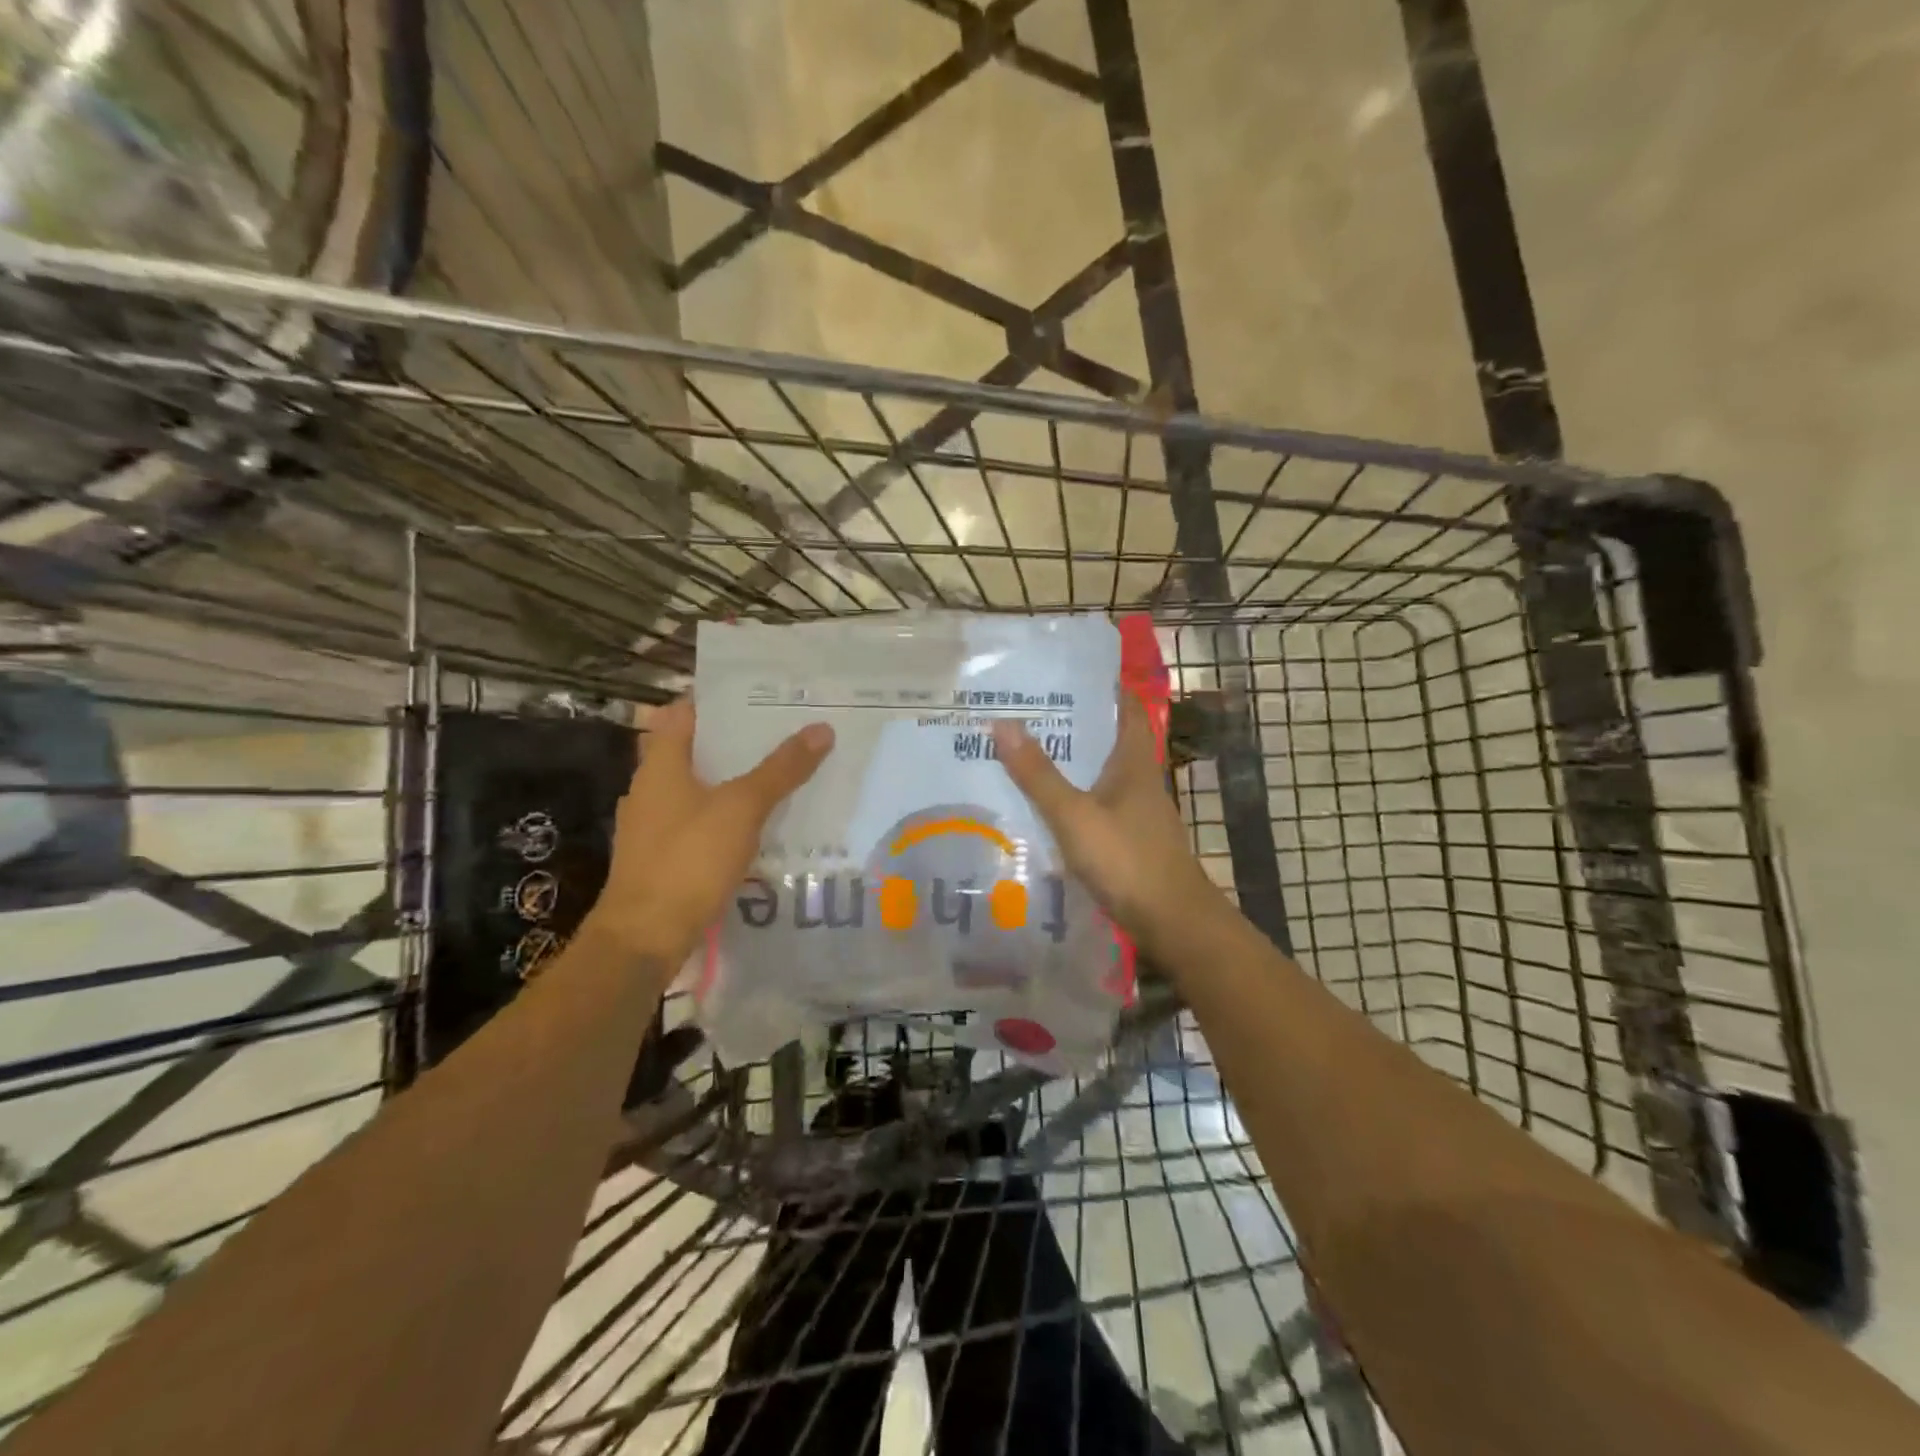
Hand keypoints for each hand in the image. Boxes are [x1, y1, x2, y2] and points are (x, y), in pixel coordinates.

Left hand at [586, 698, 833, 966]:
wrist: (645, 937)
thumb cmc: (688, 859)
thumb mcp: (742, 808)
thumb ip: (781, 769)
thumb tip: (821, 728)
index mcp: (660, 764)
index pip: (685, 712)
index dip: (720, 699)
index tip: (762, 694)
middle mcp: (651, 788)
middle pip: (697, 750)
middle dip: (738, 741)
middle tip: (786, 731)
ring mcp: (655, 825)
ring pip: (701, 788)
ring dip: (736, 780)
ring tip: (782, 773)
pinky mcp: (664, 856)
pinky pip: (701, 822)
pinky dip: (728, 816)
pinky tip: (760, 825)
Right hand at [993, 693, 1223, 964]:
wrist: (1172, 922)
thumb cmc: (1127, 860)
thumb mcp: (1075, 815)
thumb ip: (1038, 775)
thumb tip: (1002, 722)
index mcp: (1133, 761)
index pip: (1125, 707)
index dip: (1103, 685)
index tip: (1065, 671)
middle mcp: (1138, 779)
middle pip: (1107, 738)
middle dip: (1073, 722)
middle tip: (1027, 710)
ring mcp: (1135, 811)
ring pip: (1099, 773)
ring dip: (1069, 761)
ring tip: (1024, 750)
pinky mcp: (1128, 838)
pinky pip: (1095, 804)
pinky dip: (1071, 796)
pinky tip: (1042, 804)